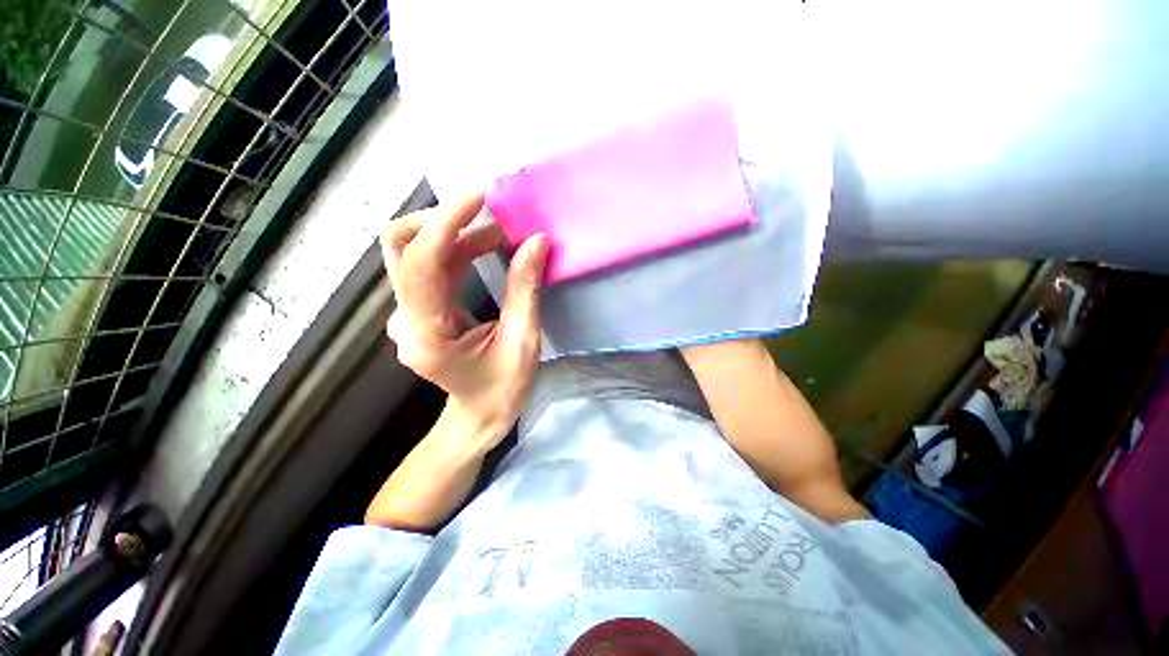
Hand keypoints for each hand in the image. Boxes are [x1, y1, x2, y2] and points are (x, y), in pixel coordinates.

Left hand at [382, 191, 548, 448]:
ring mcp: (407, 313)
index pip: (422, 261)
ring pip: (415, 251)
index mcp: (426, 333)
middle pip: (402, 245)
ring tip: (500, 233)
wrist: (479, 416)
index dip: (448, 220)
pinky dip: (457, 247)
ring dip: (456, 232)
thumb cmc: (502, 390)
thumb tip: (536, 242)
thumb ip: (525, 290)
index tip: (481, 194)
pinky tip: (486, 247)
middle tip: (490, 213)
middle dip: (445, 219)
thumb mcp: (523, 341)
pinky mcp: (418, 309)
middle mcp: (404, 318)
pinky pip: (430, 266)